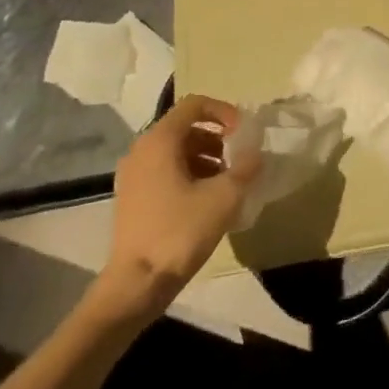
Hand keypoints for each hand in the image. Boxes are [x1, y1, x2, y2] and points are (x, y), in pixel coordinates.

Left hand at [89, 95, 257, 319]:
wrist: (136, 285)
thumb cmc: (179, 232)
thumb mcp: (224, 197)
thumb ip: (245, 167)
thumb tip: (255, 153)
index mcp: (159, 141)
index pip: (194, 104)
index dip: (223, 111)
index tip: (242, 133)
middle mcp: (141, 150)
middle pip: (185, 127)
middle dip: (217, 138)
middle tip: (238, 160)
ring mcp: (133, 175)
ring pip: (175, 151)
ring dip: (205, 158)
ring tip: (226, 183)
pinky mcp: (132, 198)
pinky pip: (165, 171)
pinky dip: (189, 175)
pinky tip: (207, 202)